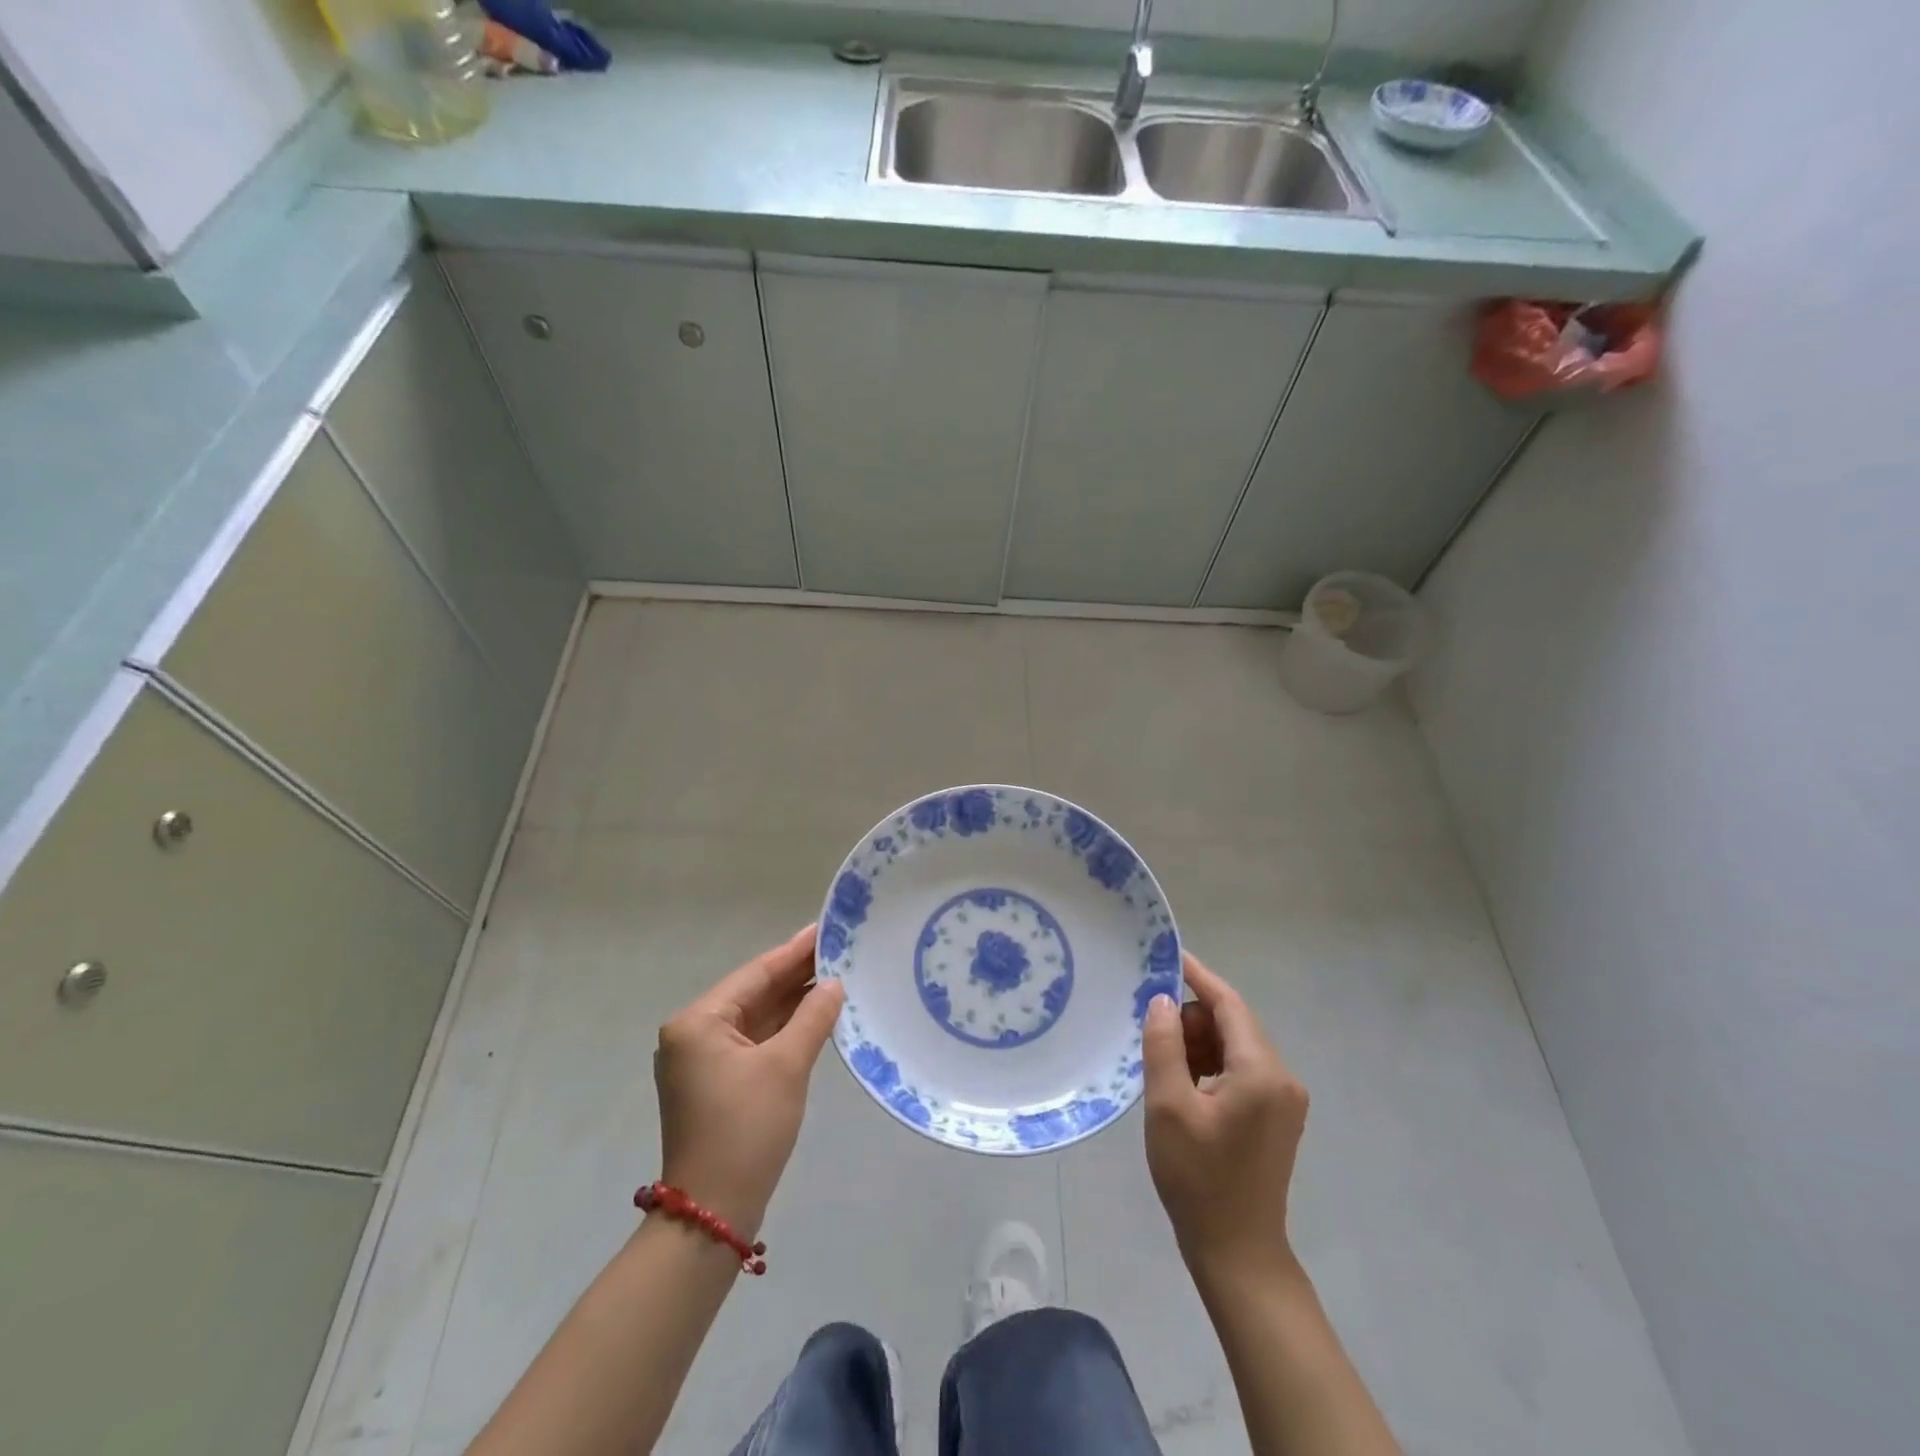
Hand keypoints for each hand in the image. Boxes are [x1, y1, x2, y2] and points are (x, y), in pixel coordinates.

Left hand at [654, 925, 844, 1236]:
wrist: (713, 1214)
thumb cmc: (746, 1130)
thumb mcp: (786, 1066)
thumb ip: (813, 1017)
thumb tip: (835, 984)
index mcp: (697, 1022)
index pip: (755, 974)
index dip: (794, 951)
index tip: (825, 928)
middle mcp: (693, 1034)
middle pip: (754, 994)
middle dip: (796, 975)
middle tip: (839, 948)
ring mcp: (703, 1061)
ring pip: (756, 1018)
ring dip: (793, 1002)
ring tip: (836, 975)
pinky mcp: (716, 1083)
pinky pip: (755, 1042)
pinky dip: (784, 1029)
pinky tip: (816, 1014)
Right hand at [1141, 952, 1308, 1281]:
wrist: (1238, 1252)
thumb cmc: (1199, 1178)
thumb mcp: (1168, 1106)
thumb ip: (1164, 1045)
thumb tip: (1162, 1001)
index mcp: (1261, 1071)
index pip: (1230, 1004)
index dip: (1198, 976)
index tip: (1169, 954)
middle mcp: (1282, 1077)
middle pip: (1233, 1024)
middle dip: (1192, 1021)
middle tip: (1153, 1038)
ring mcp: (1283, 1099)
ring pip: (1235, 1047)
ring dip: (1199, 1046)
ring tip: (1165, 1071)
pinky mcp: (1276, 1116)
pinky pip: (1241, 1070)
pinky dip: (1211, 1067)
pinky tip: (1184, 1088)